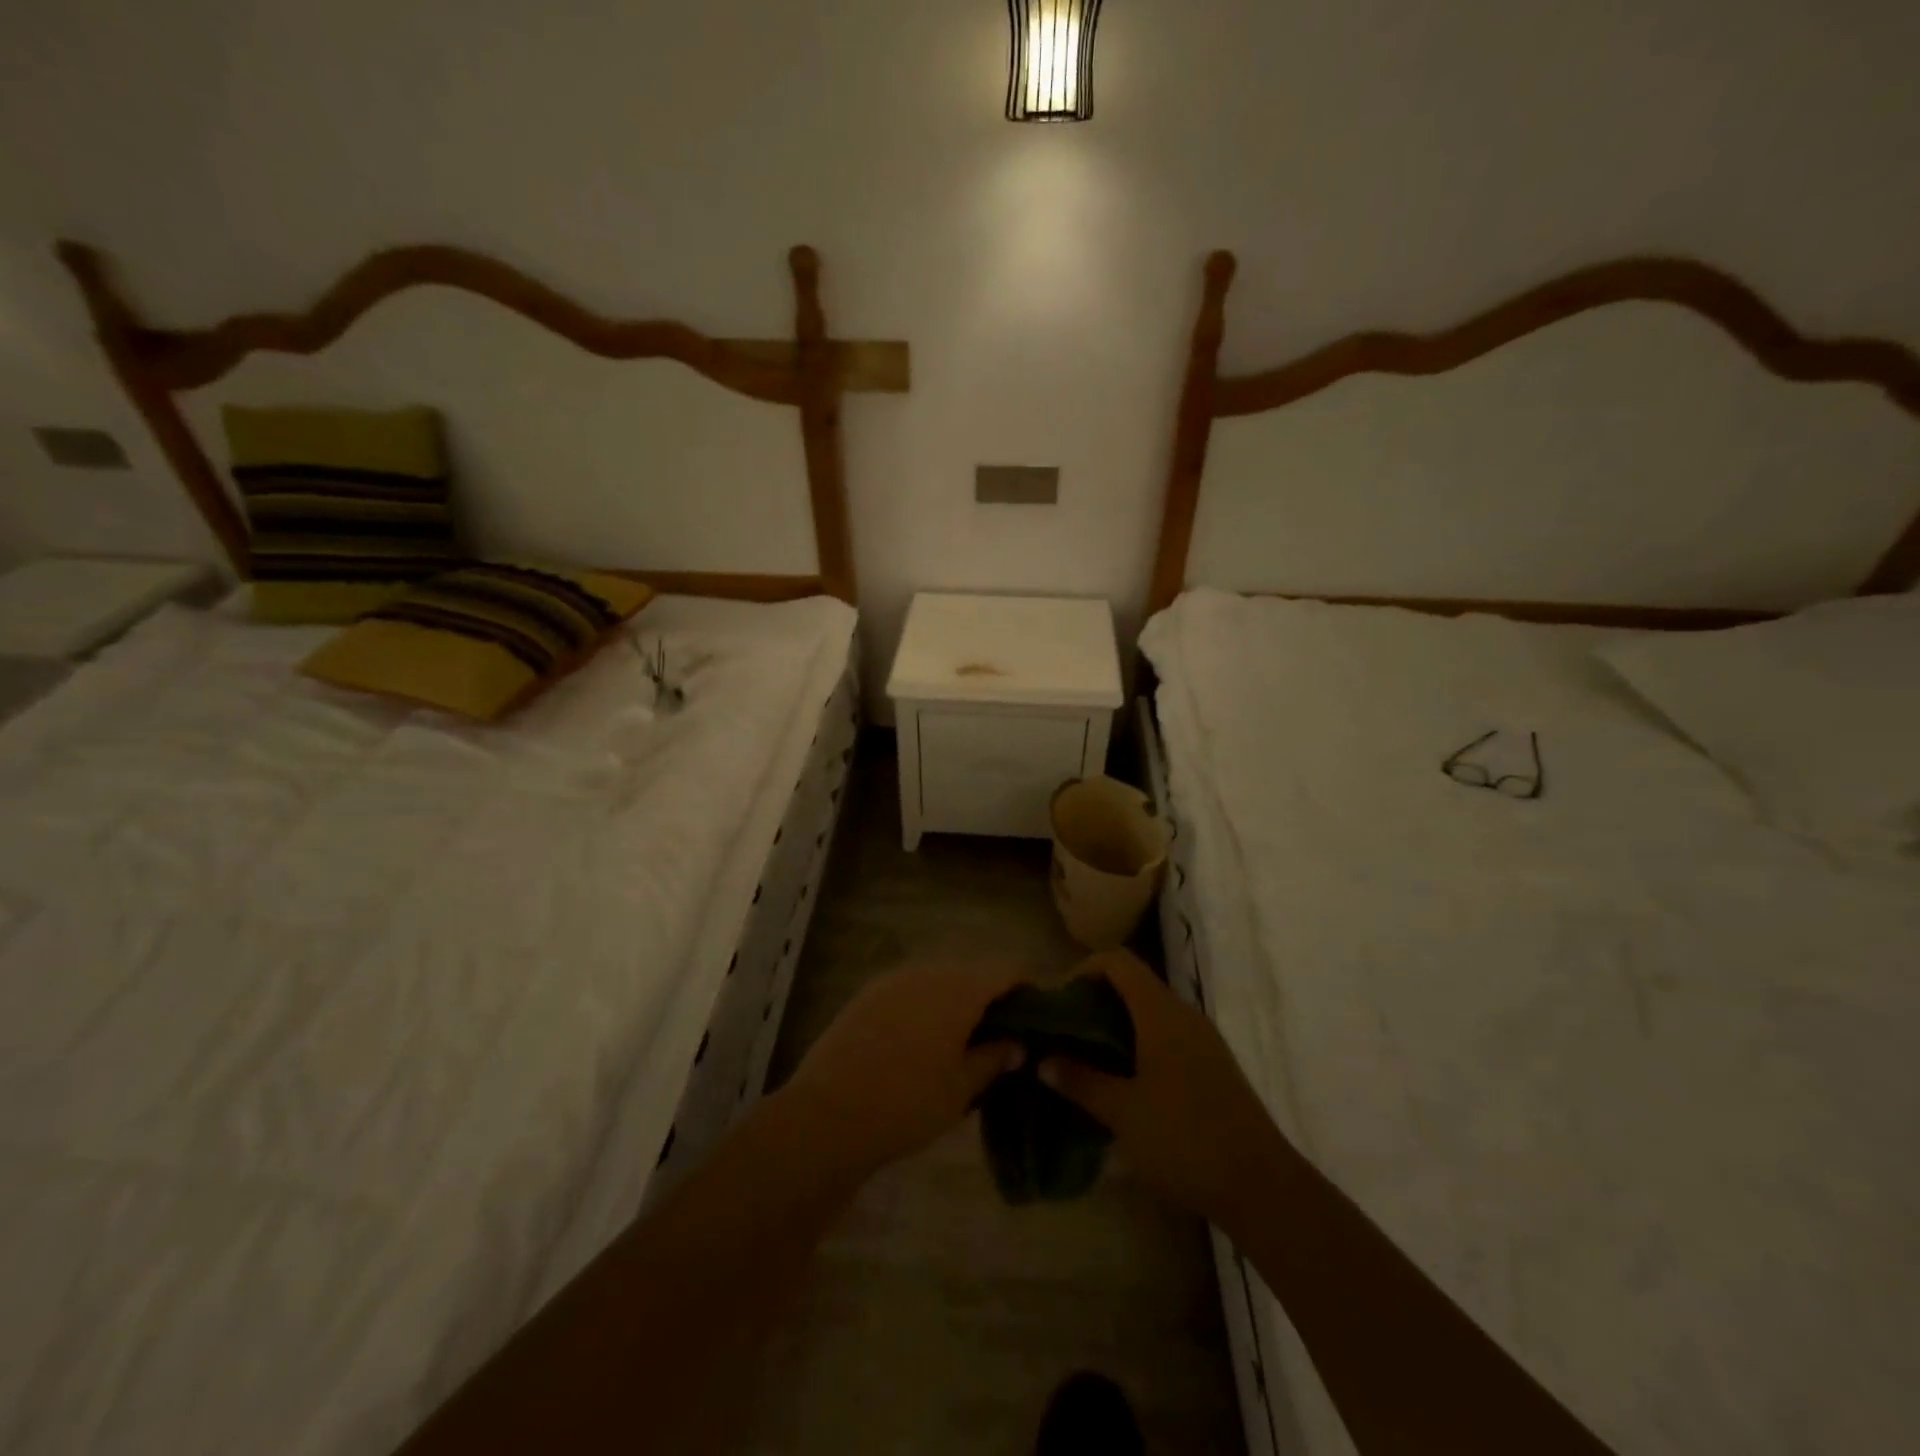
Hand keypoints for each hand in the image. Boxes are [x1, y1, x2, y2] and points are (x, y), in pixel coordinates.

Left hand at [776, 962, 1029, 1179]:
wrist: (828, 1113)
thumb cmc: (908, 1103)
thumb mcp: (961, 1089)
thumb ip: (993, 1059)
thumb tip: (1016, 1044)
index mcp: (959, 989)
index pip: (1006, 971)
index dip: (1026, 988)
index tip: (1035, 1015)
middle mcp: (928, 971)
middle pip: (971, 972)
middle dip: (989, 997)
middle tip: (999, 1035)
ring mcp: (893, 979)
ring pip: (938, 979)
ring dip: (955, 1000)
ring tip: (960, 1040)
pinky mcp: (867, 993)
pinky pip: (910, 989)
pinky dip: (924, 1005)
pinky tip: (920, 1040)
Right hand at [1038, 949, 1278, 1228]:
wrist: (1261, 1186)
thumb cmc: (1185, 1139)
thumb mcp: (1122, 1113)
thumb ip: (1081, 1082)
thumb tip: (1043, 1062)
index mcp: (1160, 1013)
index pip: (1118, 961)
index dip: (1084, 968)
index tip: (1060, 1001)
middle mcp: (1184, 1015)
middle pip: (1134, 983)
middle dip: (1096, 1000)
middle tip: (1067, 1033)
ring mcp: (1203, 1040)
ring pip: (1151, 1012)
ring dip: (1117, 1024)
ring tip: (1089, 1058)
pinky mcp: (1213, 1066)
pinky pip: (1168, 1035)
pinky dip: (1139, 1043)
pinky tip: (1125, 1082)